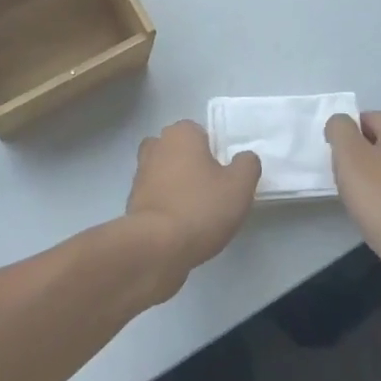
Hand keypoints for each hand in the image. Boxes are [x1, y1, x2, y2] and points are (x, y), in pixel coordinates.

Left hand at [125, 121, 260, 298]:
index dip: (214, 152)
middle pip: (180, 150)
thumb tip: (243, 158)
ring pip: (166, 172)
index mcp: (181, 134)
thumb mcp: (240, 186)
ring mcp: (140, 173)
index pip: (200, 132)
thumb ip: (247, 165)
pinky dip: (166, 204)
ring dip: (178, 185)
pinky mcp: (132, 200)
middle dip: (193, 165)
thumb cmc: (201, 208)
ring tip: (197, 212)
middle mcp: (156, 145)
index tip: (224, 176)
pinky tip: (180, 225)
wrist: (156, 247)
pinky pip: (156, 195)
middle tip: (212, 191)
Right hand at [326, 111, 380, 295]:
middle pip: (379, 142)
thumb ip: (340, 129)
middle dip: (359, 158)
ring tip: (363, 203)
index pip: (365, 118)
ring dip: (374, 179)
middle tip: (347, 182)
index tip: (338, 163)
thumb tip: (341, 123)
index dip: (346, 137)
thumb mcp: (349, 156)